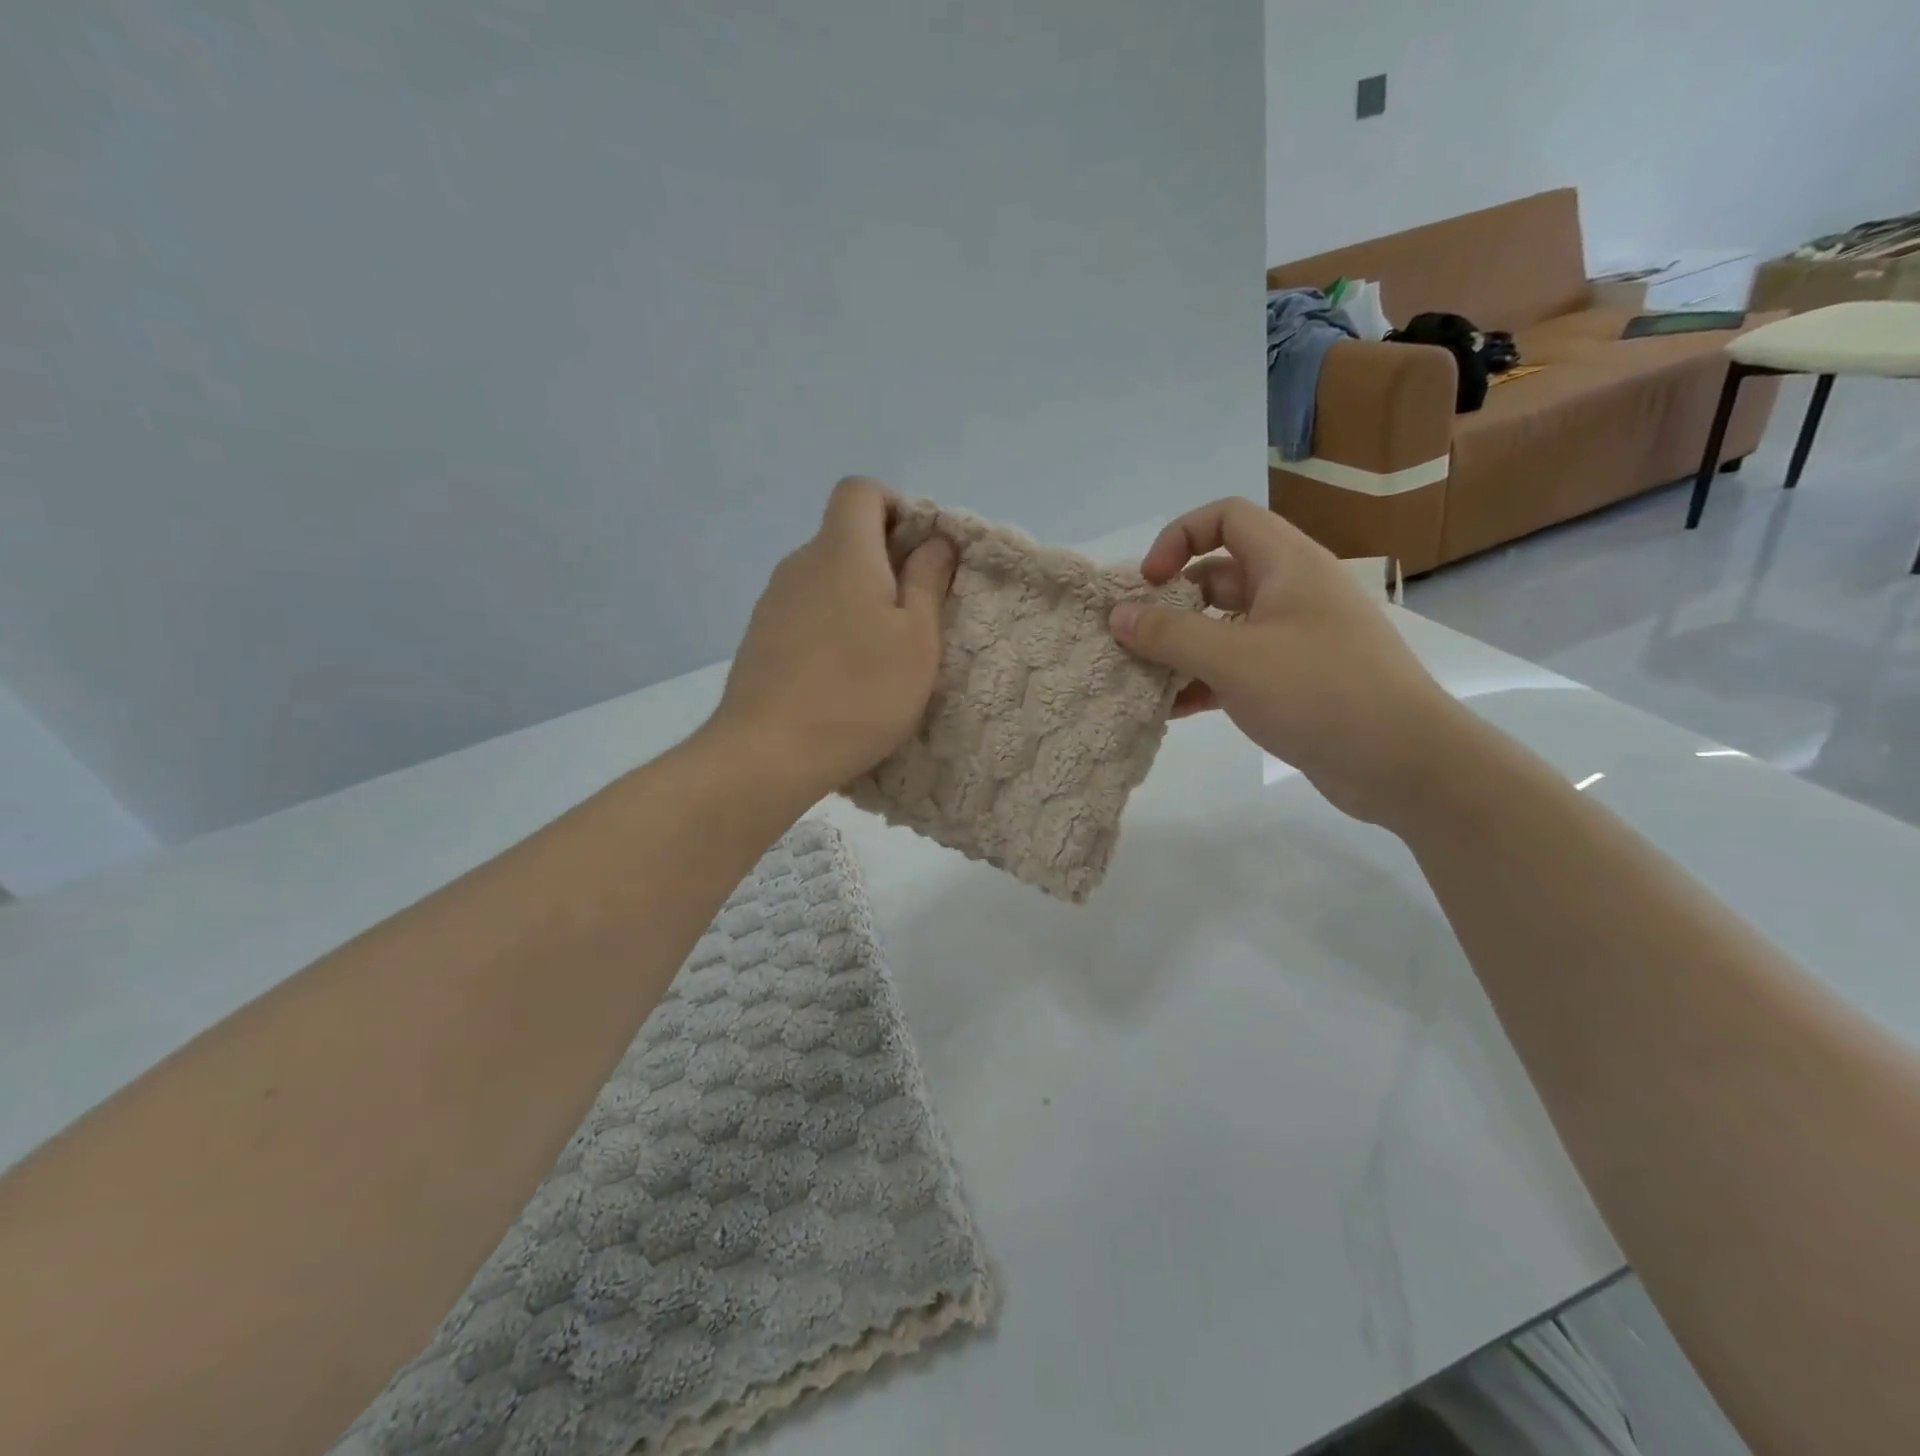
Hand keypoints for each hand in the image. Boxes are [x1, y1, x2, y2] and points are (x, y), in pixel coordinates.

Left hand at [709, 477, 955, 802]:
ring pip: (825, 578)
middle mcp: (801, 564)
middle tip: (913, 615)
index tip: (919, 553)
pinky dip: (830, 625)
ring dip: (857, 598)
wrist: (768, 752)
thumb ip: (928, 580)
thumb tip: (935, 539)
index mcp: (842, 552)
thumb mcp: (916, 639)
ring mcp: (773, 602)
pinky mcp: (760, 637)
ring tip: (879, 654)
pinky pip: (805, 611)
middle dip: (884, 560)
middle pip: (844, 536)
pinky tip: (842, 676)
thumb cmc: (859, 692)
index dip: (895, 506)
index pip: (860, 491)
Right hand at [1108, 497, 1462, 825]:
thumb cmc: (1319, 691)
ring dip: (1181, 649)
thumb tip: (1117, 615)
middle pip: (1217, 576)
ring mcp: (1293, 640)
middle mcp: (1291, 593)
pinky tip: (1172, 711)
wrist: (1403, 763)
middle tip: (1133, 637)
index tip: (1149, 582)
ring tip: (1141, 677)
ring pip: (1222, 628)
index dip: (1180, 537)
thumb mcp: (1234, 658)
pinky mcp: (1292, 682)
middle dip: (1171, 603)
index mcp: (1287, 564)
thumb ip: (1169, 634)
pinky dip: (1202, 683)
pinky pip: (1235, 669)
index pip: (1226, 517)